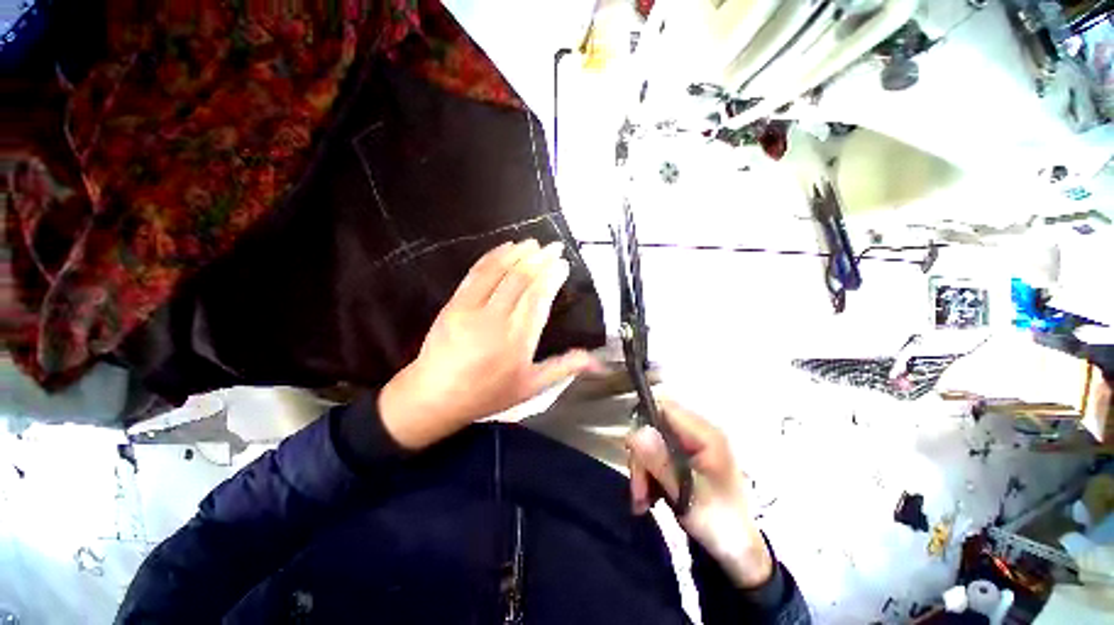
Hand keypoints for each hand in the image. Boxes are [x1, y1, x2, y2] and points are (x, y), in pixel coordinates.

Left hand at [379, 239, 599, 450]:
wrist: (435, 396)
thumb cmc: (488, 393)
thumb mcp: (531, 387)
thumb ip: (564, 368)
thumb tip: (597, 361)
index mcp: (518, 340)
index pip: (539, 298)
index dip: (552, 277)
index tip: (563, 264)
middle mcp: (497, 320)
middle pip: (521, 280)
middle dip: (540, 259)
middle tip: (554, 246)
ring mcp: (472, 309)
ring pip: (500, 272)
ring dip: (518, 254)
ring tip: (534, 243)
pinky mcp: (454, 303)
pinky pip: (476, 273)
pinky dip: (492, 257)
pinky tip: (505, 248)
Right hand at [627, 400, 773, 588]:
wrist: (739, 553)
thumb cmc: (720, 524)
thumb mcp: (687, 495)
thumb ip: (660, 462)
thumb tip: (634, 432)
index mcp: (706, 435)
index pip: (665, 408)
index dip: (644, 422)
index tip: (633, 452)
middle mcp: (698, 433)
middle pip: (655, 427)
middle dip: (641, 457)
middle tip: (638, 491)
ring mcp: (691, 446)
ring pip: (652, 443)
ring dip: (642, 470)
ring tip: (642, 500)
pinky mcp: (685, 459)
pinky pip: (657, 456)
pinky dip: (649, 474)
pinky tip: (648, 498)